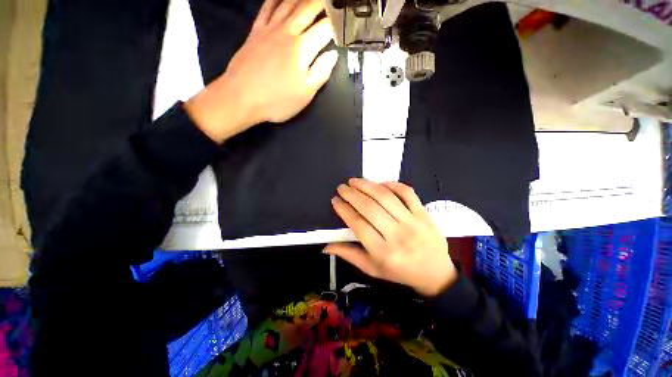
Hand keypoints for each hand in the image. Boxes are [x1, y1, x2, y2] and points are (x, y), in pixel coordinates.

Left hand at [186, 0, 337, 142]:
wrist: (242, 97)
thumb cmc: (278, 100)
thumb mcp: (305, 93)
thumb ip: (321, 72)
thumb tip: (333, 54)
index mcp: (302, 49)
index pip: (324, 29)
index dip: (336, 24)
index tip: (343, 22)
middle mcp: (288, 32)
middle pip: (308, 8)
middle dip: (323, 3)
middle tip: (332, 2)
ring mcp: (270, 28)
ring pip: (289, 2)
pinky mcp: (256, 30)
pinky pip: (267, 7)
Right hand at [326, 179, 457, 296]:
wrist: (436, 273)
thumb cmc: (400, 272)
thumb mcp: (372, 269)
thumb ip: (350, 255)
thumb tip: (326, 246)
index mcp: (383, 252)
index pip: (358, 224)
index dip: (344, 210)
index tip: (335, 200)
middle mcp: (397, 235)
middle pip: (370, 208)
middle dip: (352, 194)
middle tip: (341, 187)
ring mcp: (412, 222)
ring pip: (386, 197)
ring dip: (367, 185)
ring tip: (354, 181)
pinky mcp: (423, 213)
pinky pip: (407, 193)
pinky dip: (392, 185)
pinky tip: (380, 183)